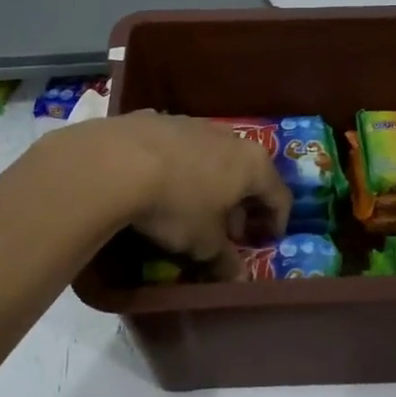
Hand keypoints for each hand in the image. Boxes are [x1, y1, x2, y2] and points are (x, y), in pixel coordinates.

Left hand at [61, 111, 291, 274]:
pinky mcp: (157, 120)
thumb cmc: (176, 204)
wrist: (116, 162)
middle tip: (227, 233)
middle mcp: (229, 137)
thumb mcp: (203, 243)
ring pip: (212, 158)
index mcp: (252, 164)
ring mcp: (192, 123)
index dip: (276, 223)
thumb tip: (237, 276)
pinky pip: (178, 149)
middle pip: (246, 174)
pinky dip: (179, 168)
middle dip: (240, 205)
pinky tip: (159, 186)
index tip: (264, 243)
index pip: (279, 195)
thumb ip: (224, 259)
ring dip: (210, 185)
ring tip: (191, 211)